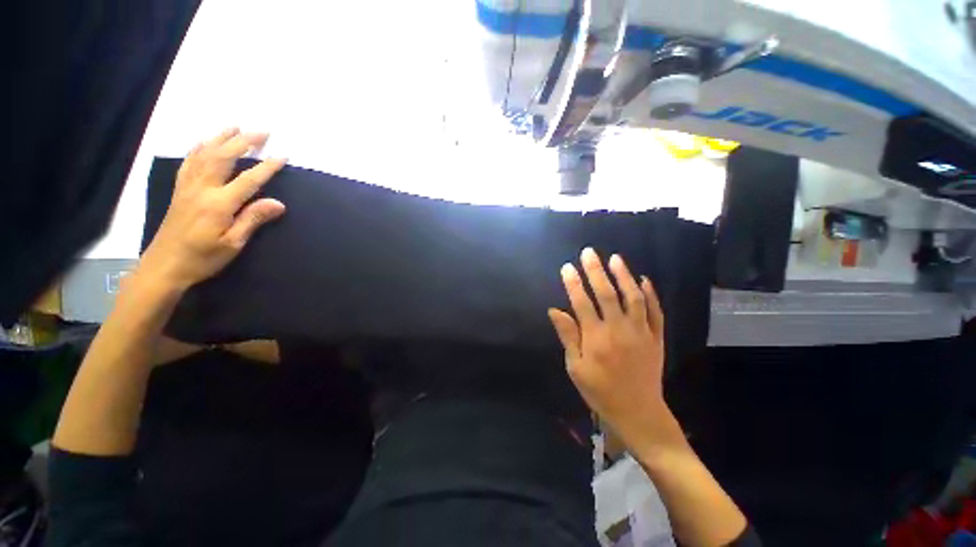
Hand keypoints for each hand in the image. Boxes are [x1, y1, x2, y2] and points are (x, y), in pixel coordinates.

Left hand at [139, 128, 286, 290]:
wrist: (164, 266)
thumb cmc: (202, 258)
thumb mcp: (233, 244)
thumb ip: (253, 220)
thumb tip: (279, 204)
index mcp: (218, 204)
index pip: (248, 180)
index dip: (267, 167)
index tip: (283, 156)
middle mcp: (201, 189)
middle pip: (224, 158)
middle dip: (244, 142)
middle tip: (262, 131)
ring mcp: (187, 187)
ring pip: (204, 155)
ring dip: (221, 138)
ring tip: (235, 127)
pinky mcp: (180, 190)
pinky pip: (188, 163)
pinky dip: (198, 148)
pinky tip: (205, 141)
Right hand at [548, 248, 670, 446]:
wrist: (638, 413)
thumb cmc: (600, 391)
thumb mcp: (576, 368)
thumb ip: (568, 336)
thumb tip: (555, 311)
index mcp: (596, 338)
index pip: (582, 303)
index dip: (573, 283)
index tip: (567, 267)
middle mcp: (619, 330)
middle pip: (607, 294)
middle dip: (596, 271)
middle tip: (589, 252)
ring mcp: (641, 332)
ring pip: (633, 297)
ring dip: (624, 275)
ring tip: (615, 258)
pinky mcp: (656, 337)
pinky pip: (655, 311)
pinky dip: (650, 294)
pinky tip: (644, 279)